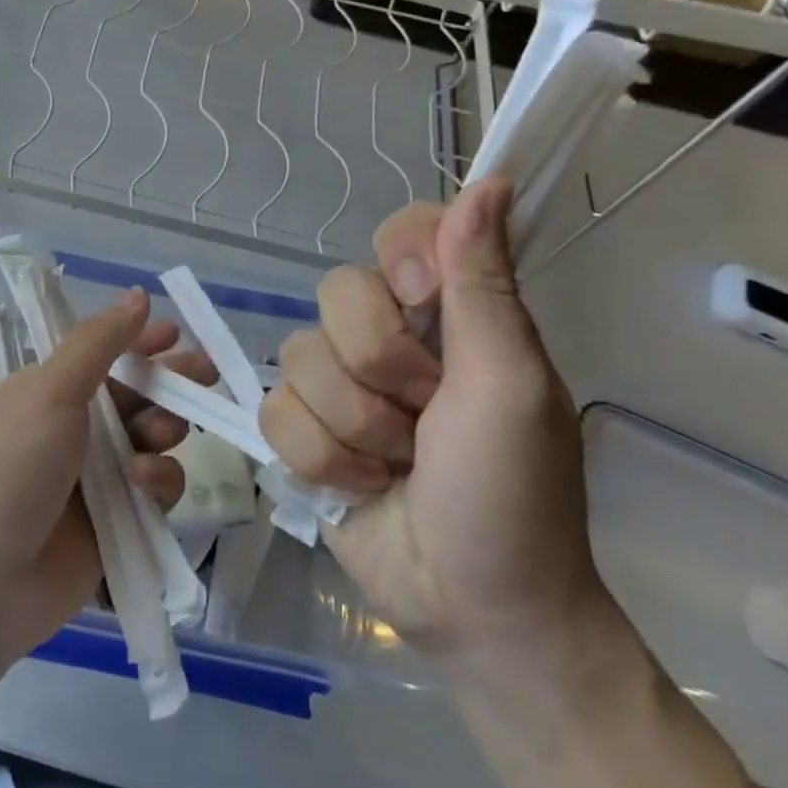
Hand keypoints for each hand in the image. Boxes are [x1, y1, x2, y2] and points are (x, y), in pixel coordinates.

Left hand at [0, 288, 210, 662]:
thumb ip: (99, 343)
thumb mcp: (50, 391)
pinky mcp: (116, 523)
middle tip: (205, 376)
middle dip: (170, 384)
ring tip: (157, 438)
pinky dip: (157, 483)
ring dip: (162, 432)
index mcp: (48, 391)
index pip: (103, 355)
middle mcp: (73, 430)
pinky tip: (144, 487)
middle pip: (136, 396)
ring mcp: (95, 479)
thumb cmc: (13, 466)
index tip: (177, 336)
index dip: (140, 343)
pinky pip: (155, 492)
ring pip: (151, 442)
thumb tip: (137, 295)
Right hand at [262, 178, 609, 658]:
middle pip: (336, 295)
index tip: (423, 301)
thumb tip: (490, 180)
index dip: (400, 260)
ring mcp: (340, 384)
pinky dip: (320, 459)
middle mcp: (388, 337)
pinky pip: (274, 412)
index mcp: (449, 315)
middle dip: (380, 371)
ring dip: (353, 428)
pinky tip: (360, 487)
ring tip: (397, 467)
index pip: (401, 231)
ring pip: (298, 358)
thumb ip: (483, 284)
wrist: (474, 606)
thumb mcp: (508, 384)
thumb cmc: (513, 494)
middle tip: (426, 419)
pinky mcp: (303, 430)